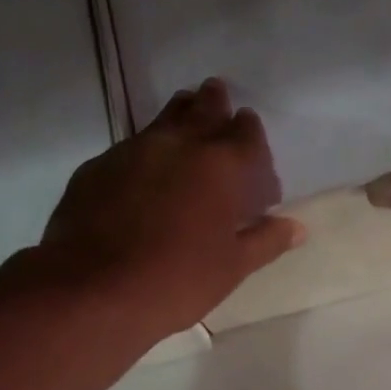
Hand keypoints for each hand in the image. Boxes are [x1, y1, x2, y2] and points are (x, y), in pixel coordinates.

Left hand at [39, 78, 304, 338]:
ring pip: (164, 120)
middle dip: (215, 104)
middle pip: (203, 109)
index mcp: (221, 166)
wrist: (92, 290)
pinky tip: (143, 172)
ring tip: (186, 121)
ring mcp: (133, 150)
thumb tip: (297, 228)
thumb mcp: (231, 268)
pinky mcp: (97, 166)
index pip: (246, 133)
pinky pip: (131, 147)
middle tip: (218, 99)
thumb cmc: (177, 280)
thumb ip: (265, 241)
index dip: (252, 133)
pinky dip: (146, 150)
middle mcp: (179, 145)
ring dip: (180, 116)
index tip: (251, 138)